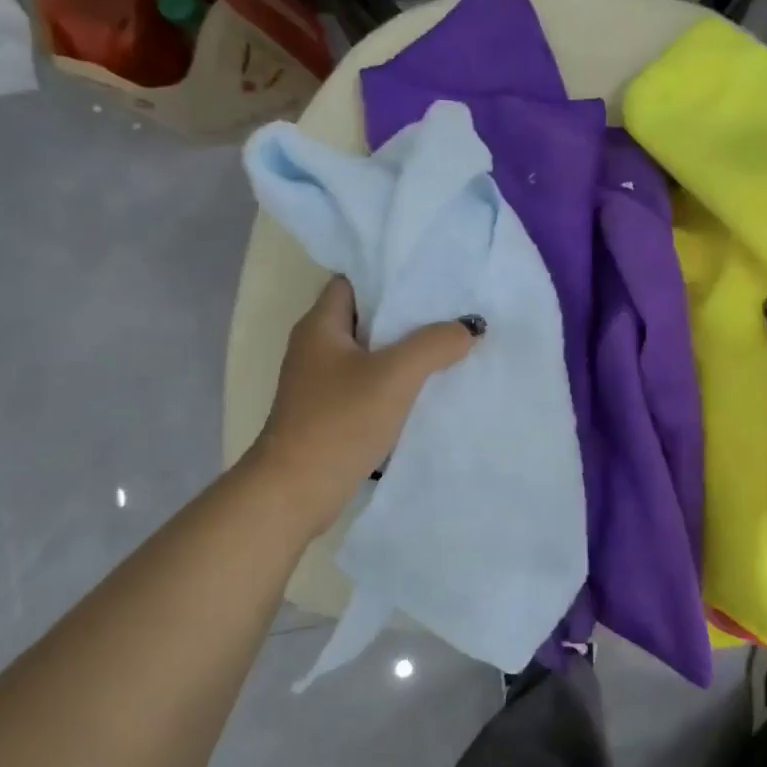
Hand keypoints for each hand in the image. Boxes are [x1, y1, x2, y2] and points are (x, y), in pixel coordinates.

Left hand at [248, 276, 481, 530]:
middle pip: (365, 316)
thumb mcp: (395, 375)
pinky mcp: (330, 412)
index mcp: (320, 326)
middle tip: (451, 308)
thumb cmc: (340, 421)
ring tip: (449, 342)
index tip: (431, 276)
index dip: (389, 275)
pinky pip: (368, 383)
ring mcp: (320, 382)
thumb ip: (435, 344)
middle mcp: (315, 347)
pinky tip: (427, 386)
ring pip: (370, 352)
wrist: (296, 491)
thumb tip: (470, 326)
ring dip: (403, 350)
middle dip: (406, 313)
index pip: (353, 281)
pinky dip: (395, 380)